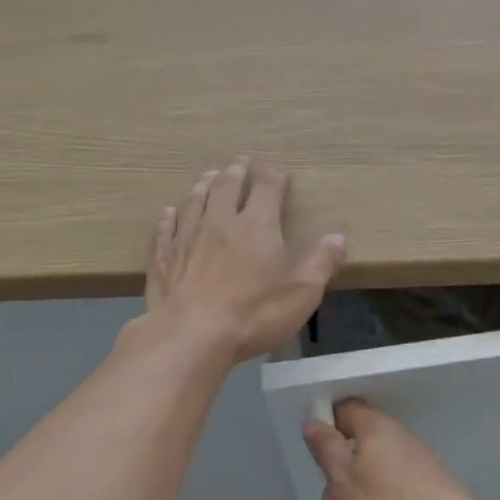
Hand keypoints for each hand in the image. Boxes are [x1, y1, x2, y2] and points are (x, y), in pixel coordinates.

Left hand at [145, 159, 344, 363]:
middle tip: (239, 164)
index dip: (274, 177)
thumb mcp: (302, 292)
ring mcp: (186, 237)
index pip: (267, 187)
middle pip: (227, 186)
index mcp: (257, 225)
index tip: (278, 174)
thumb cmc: (254, 313)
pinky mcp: (162, 258)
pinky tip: (168, 213)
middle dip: (236, 173)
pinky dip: (169, 217)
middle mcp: (220, 221)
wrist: (191, 335)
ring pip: (194, 201)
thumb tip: (337, 238)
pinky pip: (165, 229)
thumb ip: (321, 262)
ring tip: (208, 177)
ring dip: (203, 186)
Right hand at [302, 400, 472, 499]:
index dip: (327, 425)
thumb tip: (313, 420)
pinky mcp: (429, 487)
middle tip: (328, 499)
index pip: (346, 410)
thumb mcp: (344, 478)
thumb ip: (326, 448)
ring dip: (356, 490)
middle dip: (340, 469)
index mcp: (375, 427)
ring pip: (375, 469)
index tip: (315, 452)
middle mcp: (398, 436)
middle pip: (360, 443)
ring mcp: (417, 462)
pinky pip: (393, 486)